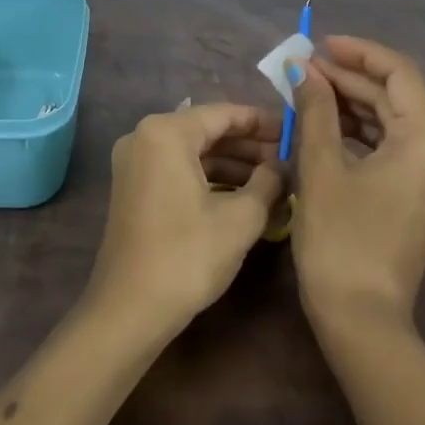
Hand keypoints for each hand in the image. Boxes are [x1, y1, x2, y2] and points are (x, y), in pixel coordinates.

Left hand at [90, 103, 285, 331]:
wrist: (130, 310)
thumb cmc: (188, 256)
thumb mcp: (241, 218)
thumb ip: (268, 181)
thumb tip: (283, 165)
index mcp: (166, 133)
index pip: (224, 113)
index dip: (263, 122)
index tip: (294, 131)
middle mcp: (143, 137)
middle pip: (207, 130)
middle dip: (249, 145)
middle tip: (288, 158)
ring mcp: (134, 164)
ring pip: (193, 152)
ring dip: (232, 164)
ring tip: (273, 179)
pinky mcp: (133, 189)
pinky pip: (178, 170)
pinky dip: (209, 178)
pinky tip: (242, 195)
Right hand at [289, 36, 424, 329]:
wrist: (361, 319)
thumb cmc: (339, 240)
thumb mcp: (321, 168)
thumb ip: (315, 110)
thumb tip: (303, 69)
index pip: (400, 75)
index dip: (360, 53)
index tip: (321, 44)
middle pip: (397, 99)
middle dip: (351, 80)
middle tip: (305, 69)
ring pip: (395, 124)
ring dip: (354, 105)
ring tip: (309, 91)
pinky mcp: (424, 197)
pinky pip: (395, 149)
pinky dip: (363, 134)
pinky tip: (328, 125)